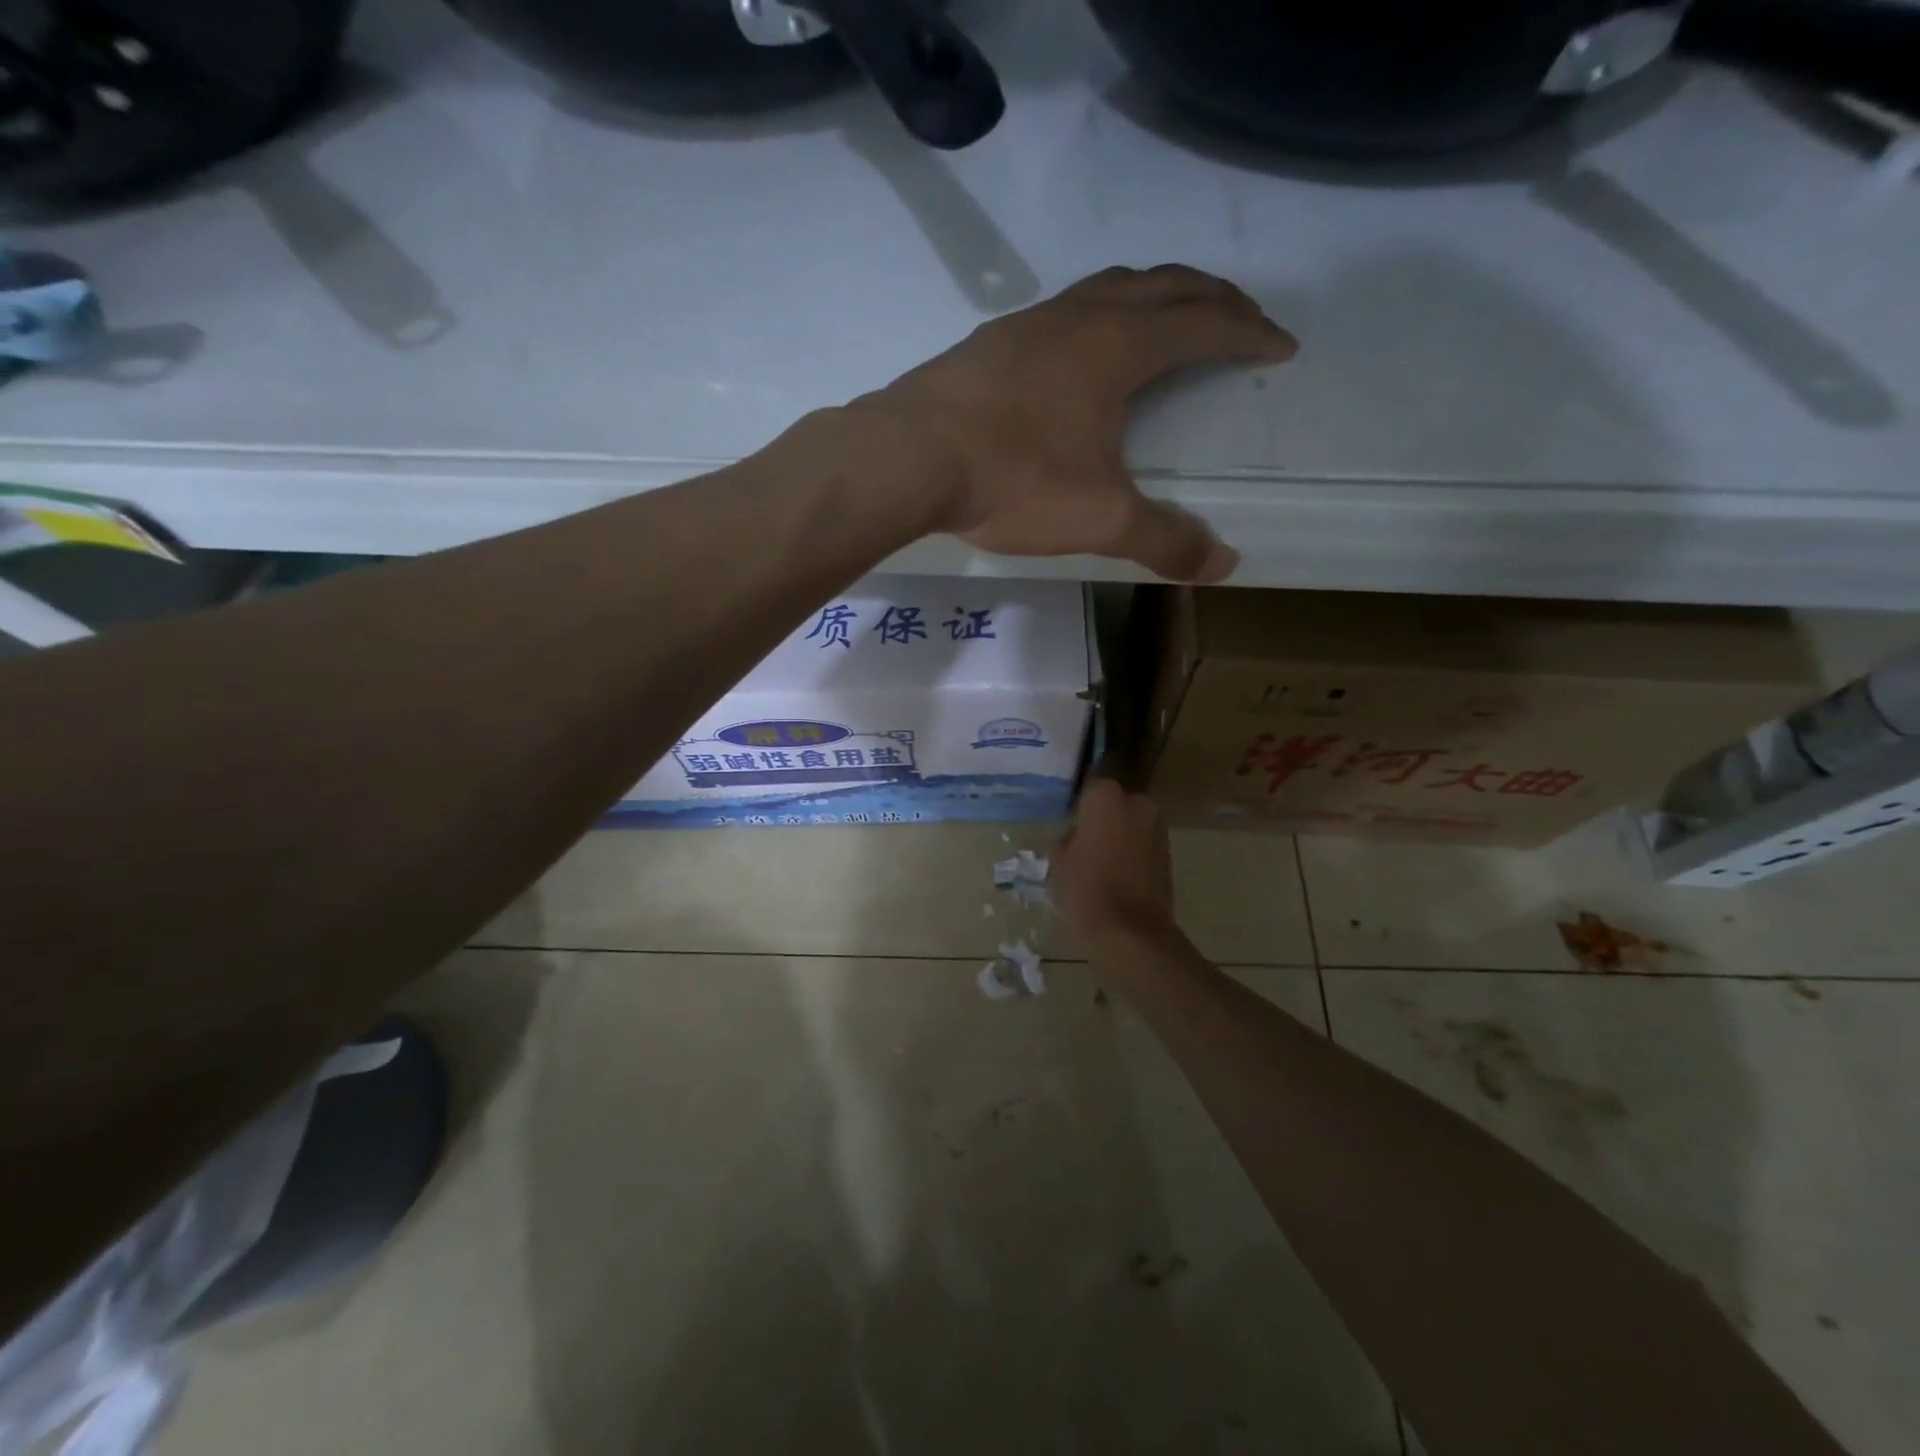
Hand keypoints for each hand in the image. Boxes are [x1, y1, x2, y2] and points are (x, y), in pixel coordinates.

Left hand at [854, 265, 1295, 582]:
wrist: (908, 456)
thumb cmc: (1013, 479)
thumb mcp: (1099, 519)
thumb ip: (1163, 539)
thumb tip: (1224, 564)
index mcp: (1120, 346)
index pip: (1204, 322)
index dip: (1249, 331)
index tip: (1280, 346)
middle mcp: (1080, 316)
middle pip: (1164, 285)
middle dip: (1212, 298)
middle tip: (1240, 320)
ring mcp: (1029, 323)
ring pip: (1108, 287)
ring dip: (1152, 296)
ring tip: (1168, 323)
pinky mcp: (989, 342)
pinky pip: (1062, 311)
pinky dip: (1096, 317)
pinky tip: (1080, 353)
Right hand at [1055, 779, 1178, 945]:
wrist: (1130, 932)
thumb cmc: (1085, 889)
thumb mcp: (1058, 861)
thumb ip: (1066, 837)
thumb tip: (1074, 835)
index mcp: (1105, 796)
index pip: (1088, 789)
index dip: (1077, 807)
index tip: (1067, 824)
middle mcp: (1137, 802)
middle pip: (1113, 803)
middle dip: (1101, 819)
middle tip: (1083, 843)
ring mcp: (1157, 826)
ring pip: (1130, 823)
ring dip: (1118, 835)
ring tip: (1100, 862)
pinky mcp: (1169, 851)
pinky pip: (1143, 843)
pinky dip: (1132, 852)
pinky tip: (1118, 874)